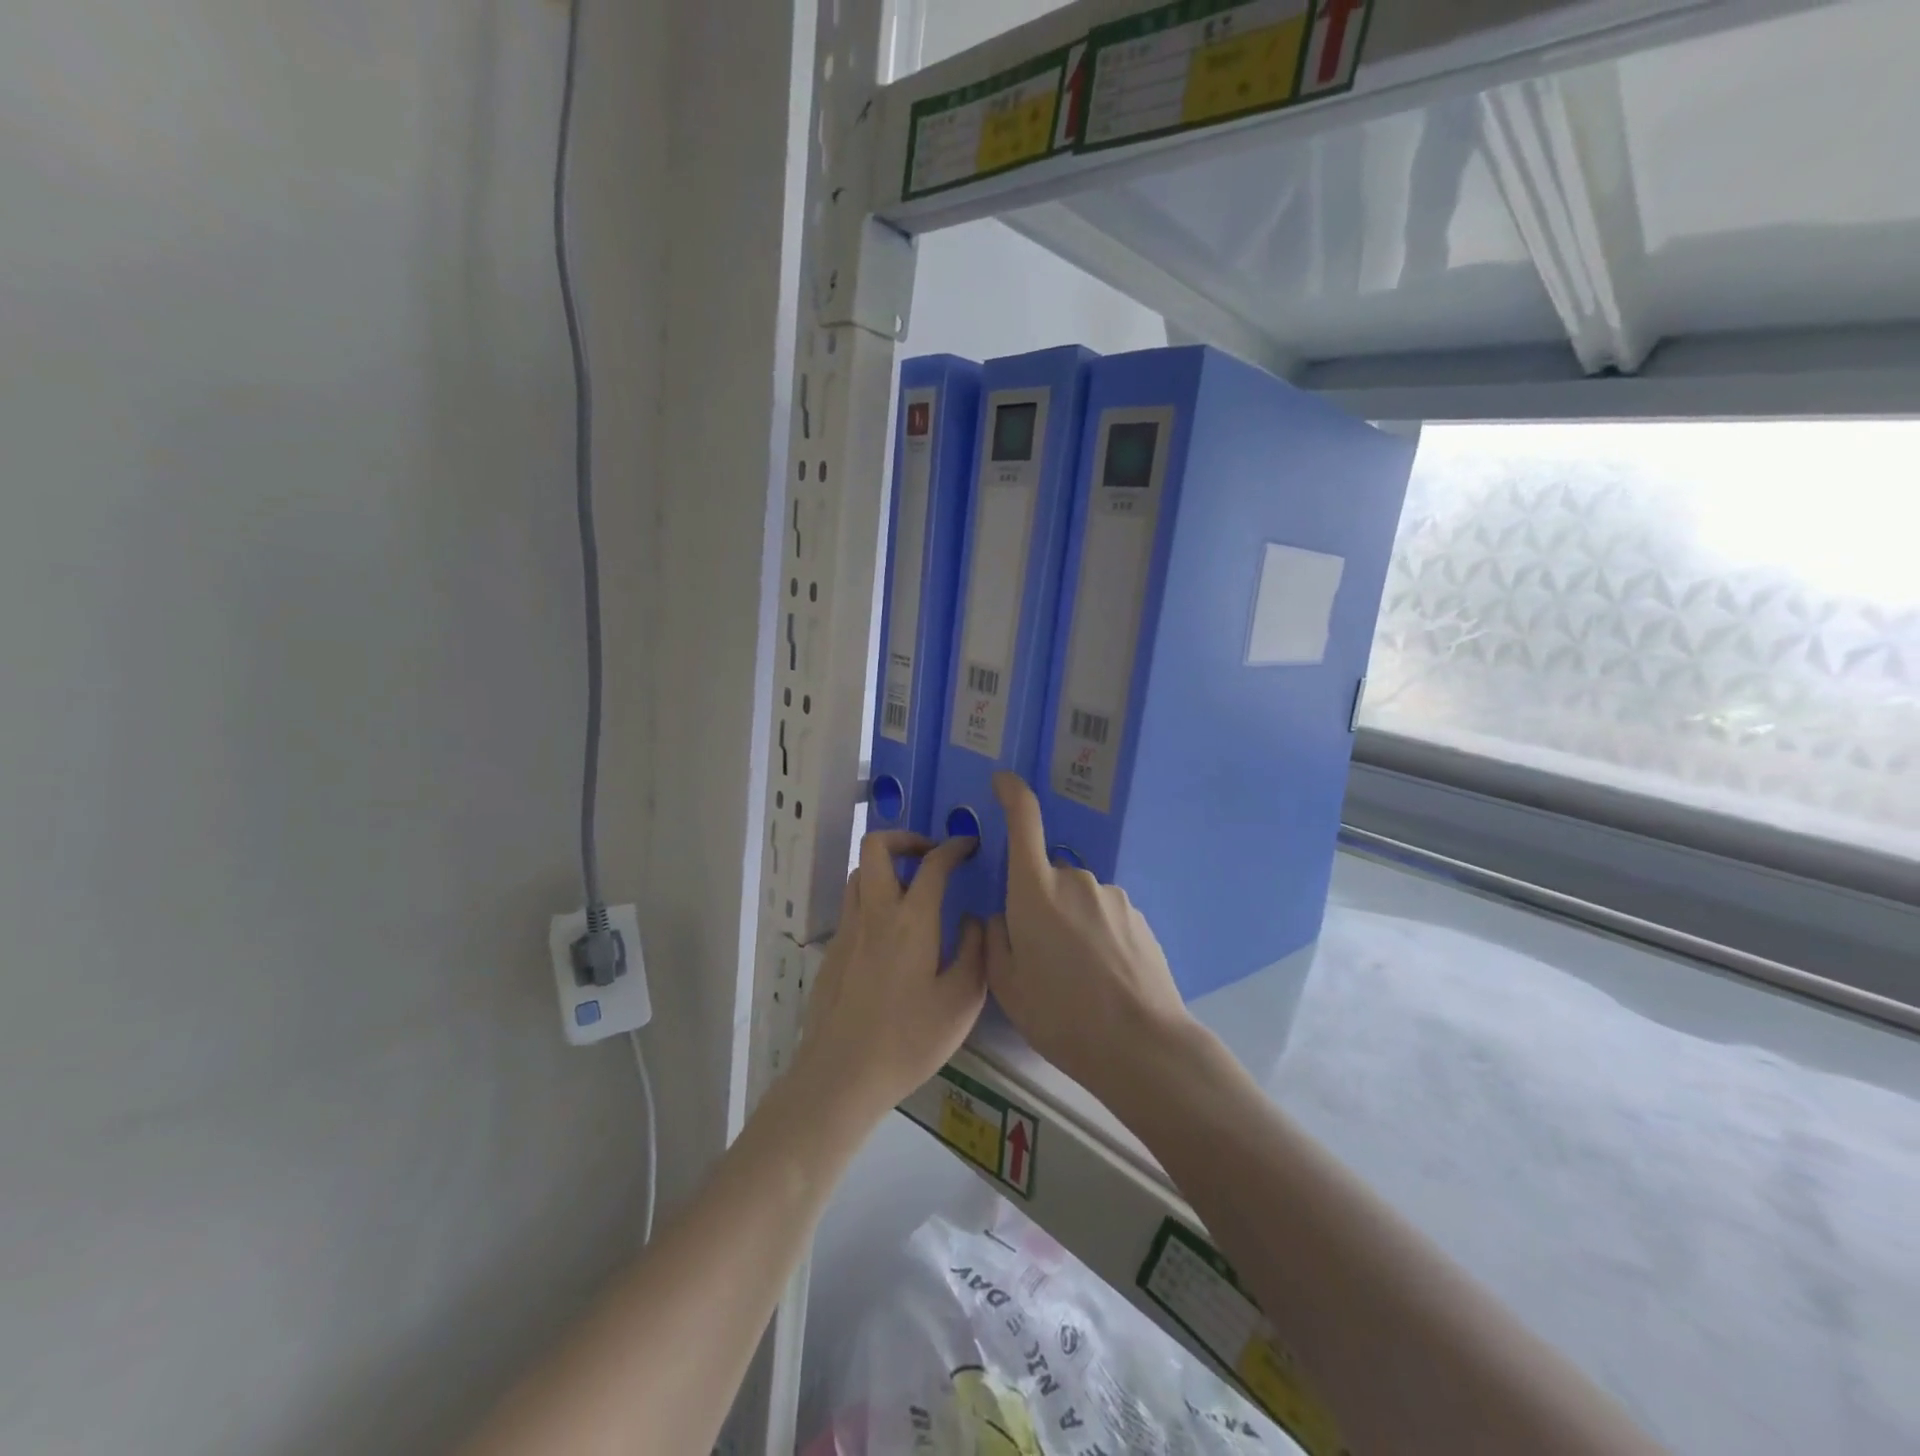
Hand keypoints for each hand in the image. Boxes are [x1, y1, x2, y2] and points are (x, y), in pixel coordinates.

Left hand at [797, 830, 987, 1119]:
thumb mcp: (961, 1002)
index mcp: (911, 920)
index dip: (954, 847)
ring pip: (860, 872)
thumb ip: (973, 952)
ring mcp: (847, 930)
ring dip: (886, 866)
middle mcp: (874, 913)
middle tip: (930, 856)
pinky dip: (873, 897)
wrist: (841, 1075)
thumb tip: (973, 921)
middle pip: (876, 846)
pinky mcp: (832, 951)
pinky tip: (891, 932)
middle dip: (906, 838)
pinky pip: (852, 904)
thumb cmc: (909, 1040)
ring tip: (911, 888)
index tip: (970, 846)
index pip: (933, 863)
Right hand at [986, 773, 1192, 1103]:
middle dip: (1038, 904)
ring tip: (1077, 977)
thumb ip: (996, 939)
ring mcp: (1111, 896)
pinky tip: (1105, 978)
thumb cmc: (1061, 1015)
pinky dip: (1097, 936)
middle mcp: (1074, 881)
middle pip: (1046, 877)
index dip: (1012, 794)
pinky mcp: (1138, 916)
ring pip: (1076, 899)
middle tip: (1040, 957)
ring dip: (1070, 923)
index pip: (1023, 821)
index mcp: (1035, 891)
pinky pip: (1104, 915)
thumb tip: (1003, 916)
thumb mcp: (1007, 985)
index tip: (1004, 781)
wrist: (1140, 1045)